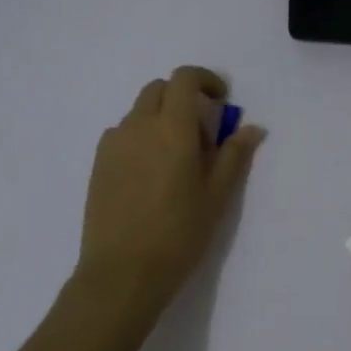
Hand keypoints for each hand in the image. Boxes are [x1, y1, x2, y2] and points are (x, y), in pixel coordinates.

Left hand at [77, 66, 265, 303]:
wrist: (123, 272)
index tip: (221, 100)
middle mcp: (138, 126)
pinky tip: (151, 173)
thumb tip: (252, 128)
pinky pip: (123, 134)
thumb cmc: (179, 234)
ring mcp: (113, 144)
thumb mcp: (217, 197)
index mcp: (172, 129)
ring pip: (139, 112)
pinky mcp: (99, 163)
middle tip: (202, 133)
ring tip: (176, 158)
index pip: (184, 78)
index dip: (205, 79)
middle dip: (183, 97)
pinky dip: (141, 137)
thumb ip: (234, 156)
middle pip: (159, 89)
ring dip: (161, 118)